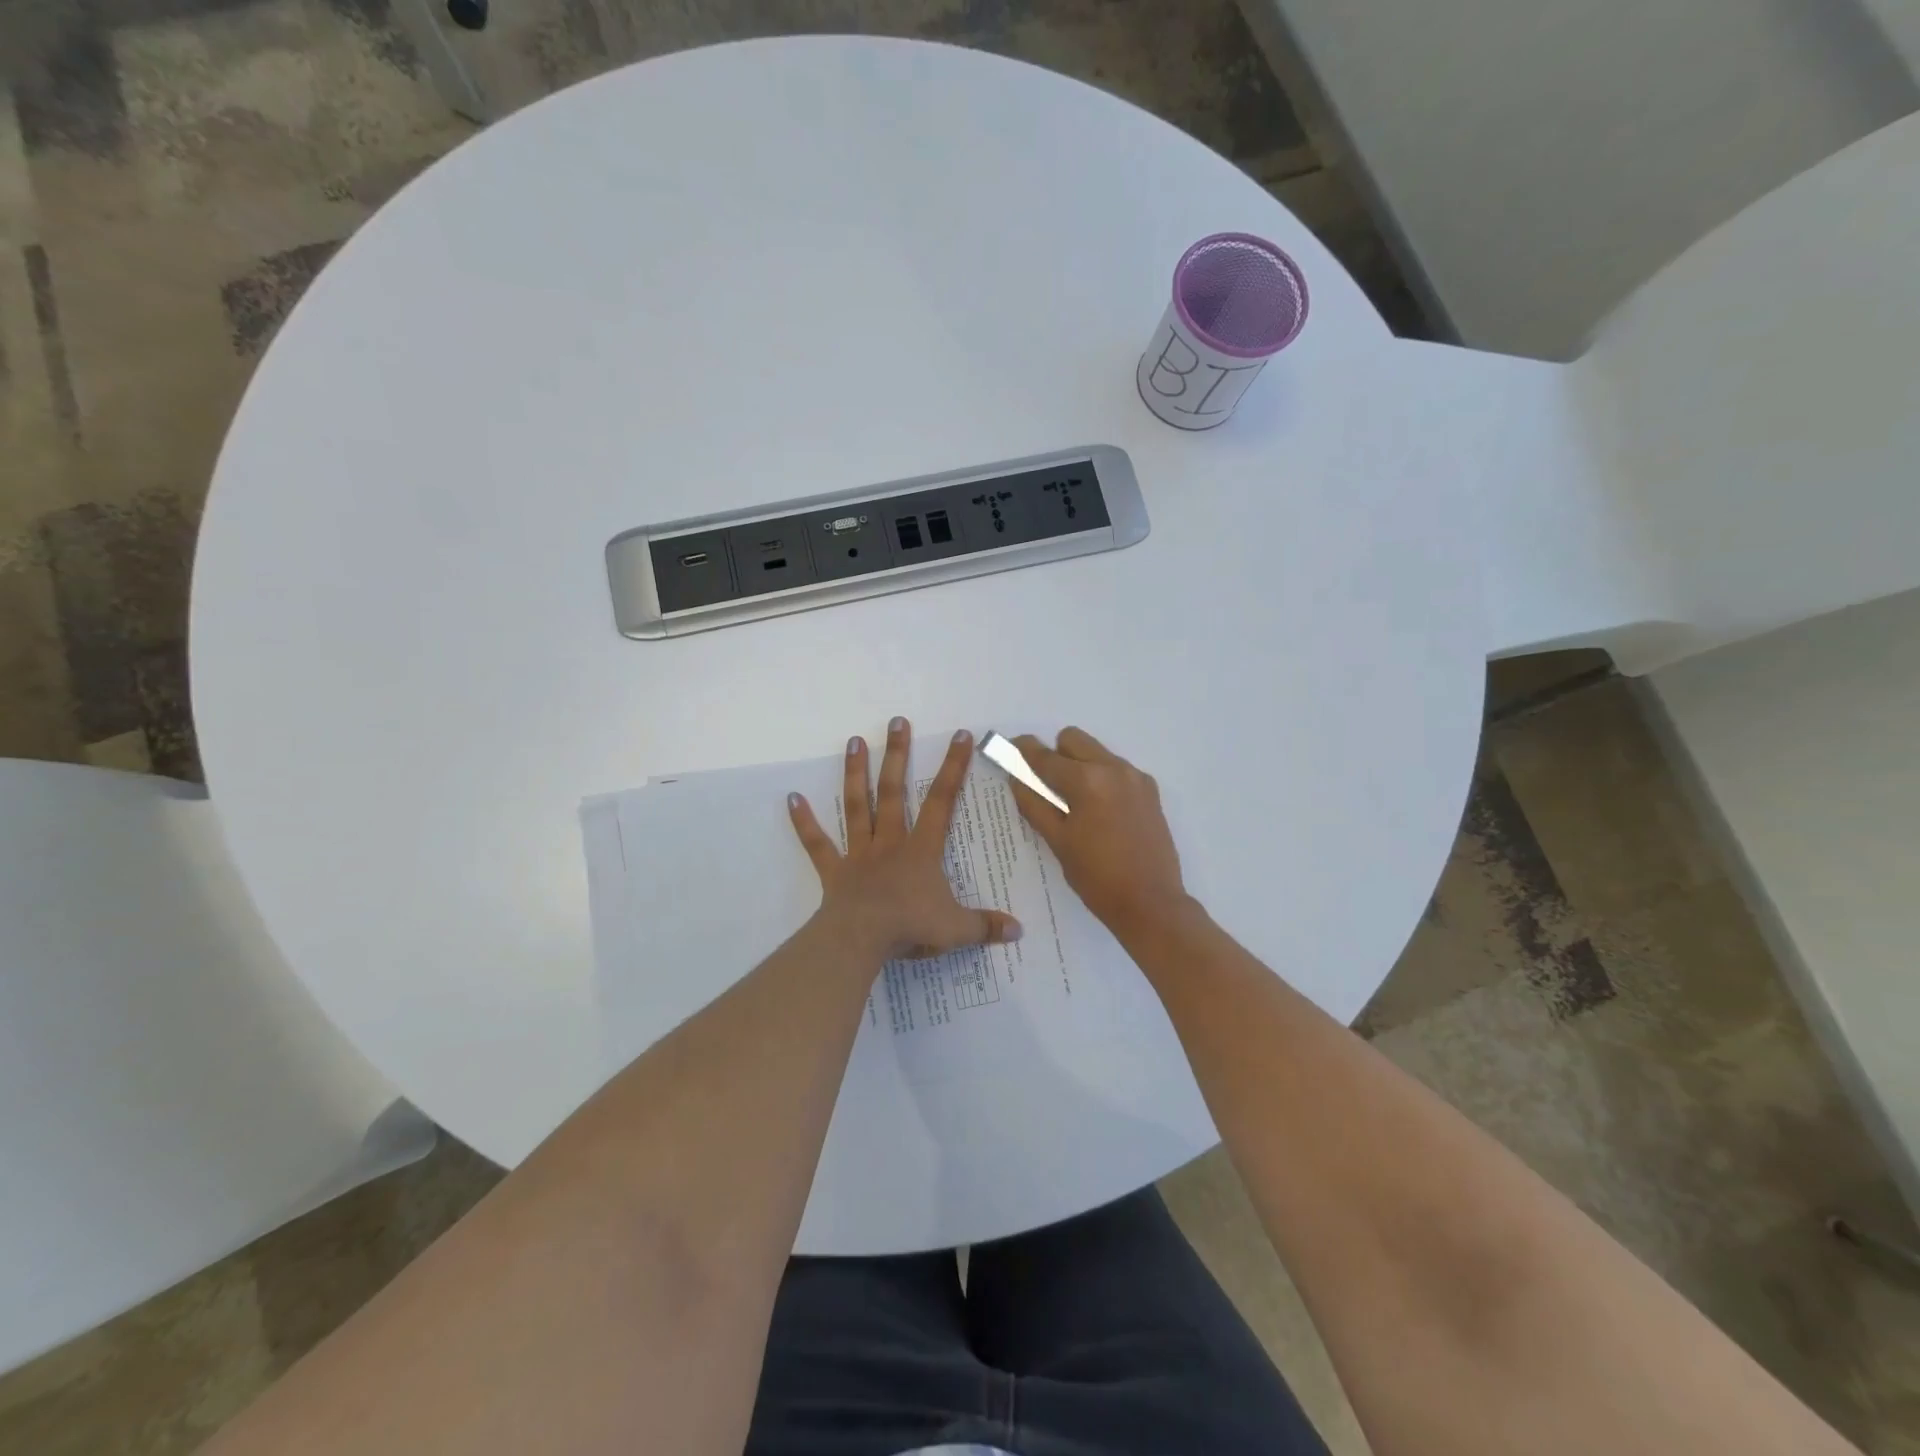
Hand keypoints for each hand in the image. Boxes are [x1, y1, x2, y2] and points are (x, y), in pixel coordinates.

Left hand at [789, 717, 1022, 961]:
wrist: (860, 941)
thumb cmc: (909, 928)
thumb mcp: (956, 930)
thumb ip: (987, 926)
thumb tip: (1021, 930)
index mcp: (920, 850)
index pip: (941, 801)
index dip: (953, 767)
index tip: (960, 735)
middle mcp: (889, 842)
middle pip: (893, 792)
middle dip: (897, 755)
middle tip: (896, 721)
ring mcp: (858, 854)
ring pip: (857, 806)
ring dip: (856, 773)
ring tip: (854, 741)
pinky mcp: (834, 870)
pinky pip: (817, 843)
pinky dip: (804, 822)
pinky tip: (792, 798)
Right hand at [1008, 727, 1190, 933]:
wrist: (1151, 903)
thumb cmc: (1097, 877)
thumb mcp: (1057, 841)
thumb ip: (1033, 803)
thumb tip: (1016, 777)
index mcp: (1087, 781)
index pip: (1045, 756)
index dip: (1023, 751)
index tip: (1010, 748)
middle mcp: (1113, 768)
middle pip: (1073, 739)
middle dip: (1055, 754)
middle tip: (1046, 786)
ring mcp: (1135, 777)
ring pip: (1096, 752)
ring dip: (1079, 765)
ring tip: (1074, 803)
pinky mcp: (1149, 790)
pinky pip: (1116, 769)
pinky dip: (1101, 778)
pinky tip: (1100, 812)